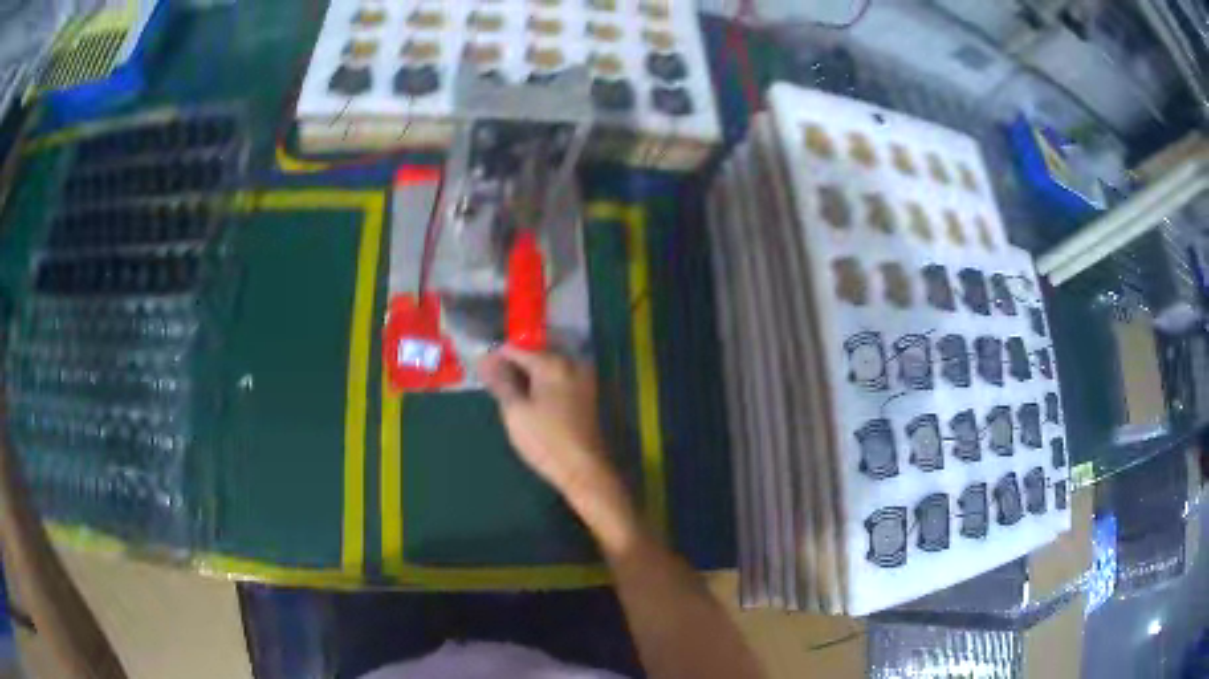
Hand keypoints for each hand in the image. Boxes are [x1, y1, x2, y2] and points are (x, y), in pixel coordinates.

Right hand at [478, 348, 609, 491]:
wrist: (584, 469)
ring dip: (526, 376)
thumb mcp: (515, 411)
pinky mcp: (586, 394)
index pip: (516, 349)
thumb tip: (484, 359)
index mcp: (552, 363)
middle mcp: (570, 363)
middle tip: (493, 383)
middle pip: (533, 355)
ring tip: (508, 393)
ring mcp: (582, 378)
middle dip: (512, 365)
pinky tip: (530, 400)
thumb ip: (500, 381)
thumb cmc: (546, 440)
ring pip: (546, 368)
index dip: (495, 357)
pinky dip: (541, 385)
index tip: (480, 370)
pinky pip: (558, 379)